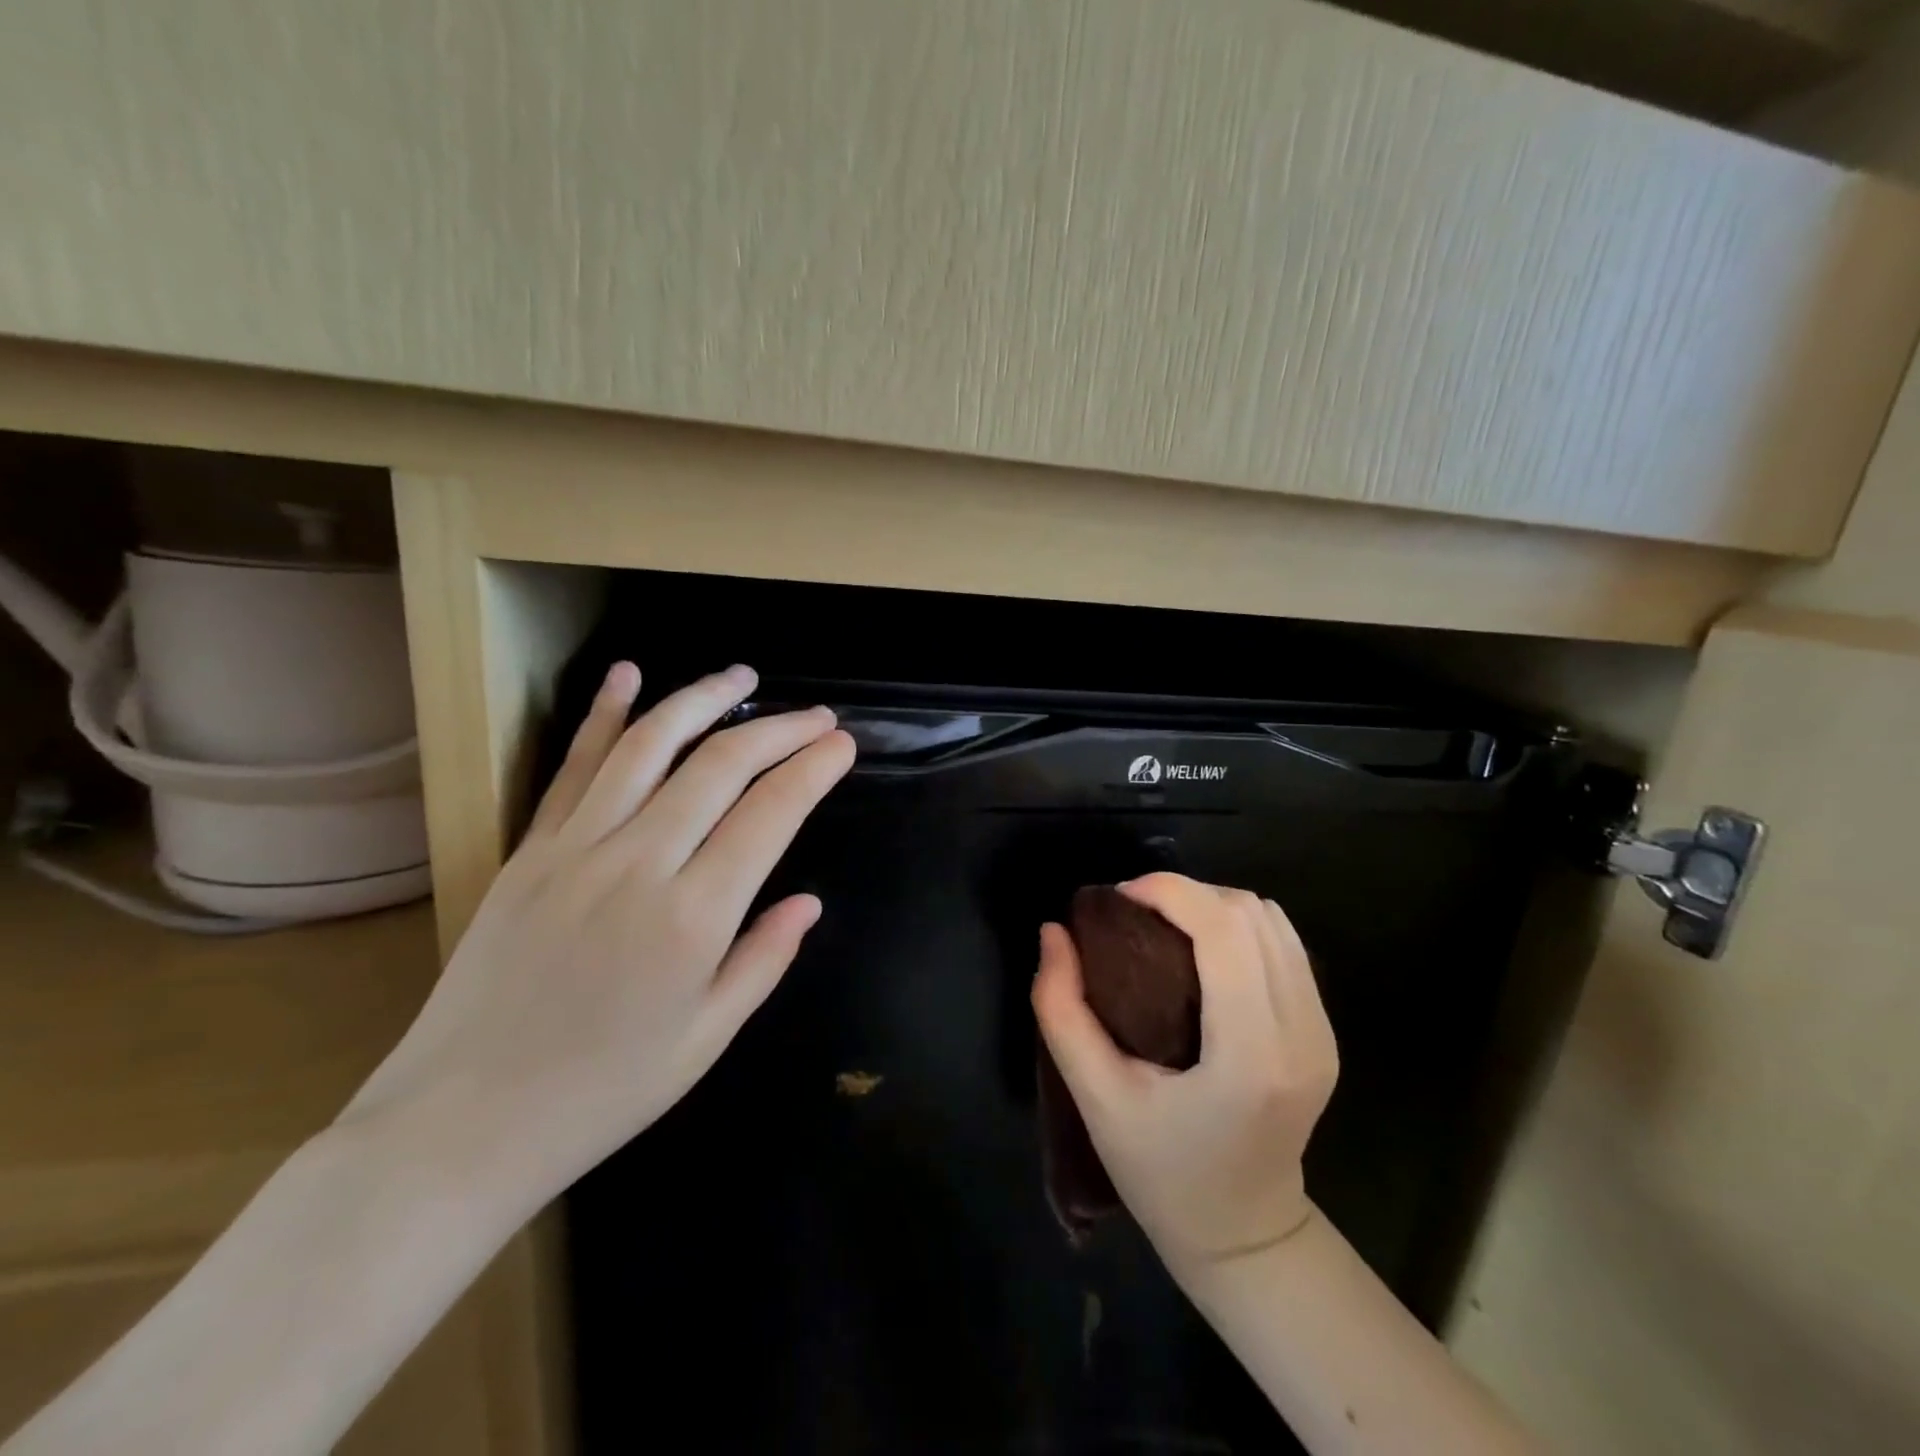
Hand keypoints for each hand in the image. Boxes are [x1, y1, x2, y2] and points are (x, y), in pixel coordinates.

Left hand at [342, 661, 855, 1209]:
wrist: (460, 1125)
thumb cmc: (602, 1092)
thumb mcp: (707, 1039)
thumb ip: (764, 958)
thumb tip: (809, 900)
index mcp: (693, 918)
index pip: (770, 814)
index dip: (813, 770)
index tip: (841, 744)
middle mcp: (639, 864)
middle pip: (721, 766)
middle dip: (779, 730)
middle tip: (817, 715)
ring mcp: (576, 848)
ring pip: (650, 746)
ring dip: (702, 699)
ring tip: (743, 677)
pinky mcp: (530, 849)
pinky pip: (574, 767)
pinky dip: (605, 715)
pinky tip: (629, 675)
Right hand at [1031, 873, 1337, 1276]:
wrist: (1243, 1235)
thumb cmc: (1161, 1173)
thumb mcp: (1095, 1097)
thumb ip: (1061, 1009)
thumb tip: (1053, 931)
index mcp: (1250, 1055)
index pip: (1224, 931)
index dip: (1169, 892)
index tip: (1119, 898)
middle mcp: (1301, 1034)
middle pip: (1251, 914)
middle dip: (1186, 893)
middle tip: (1133, 911)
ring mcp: (1323, 1032)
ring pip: (1273, 921)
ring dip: (1213, 906)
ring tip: (1164, 925)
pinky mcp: (1325, 1032)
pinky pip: (1285, 946)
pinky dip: (1238, 928)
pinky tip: (1202, 949)